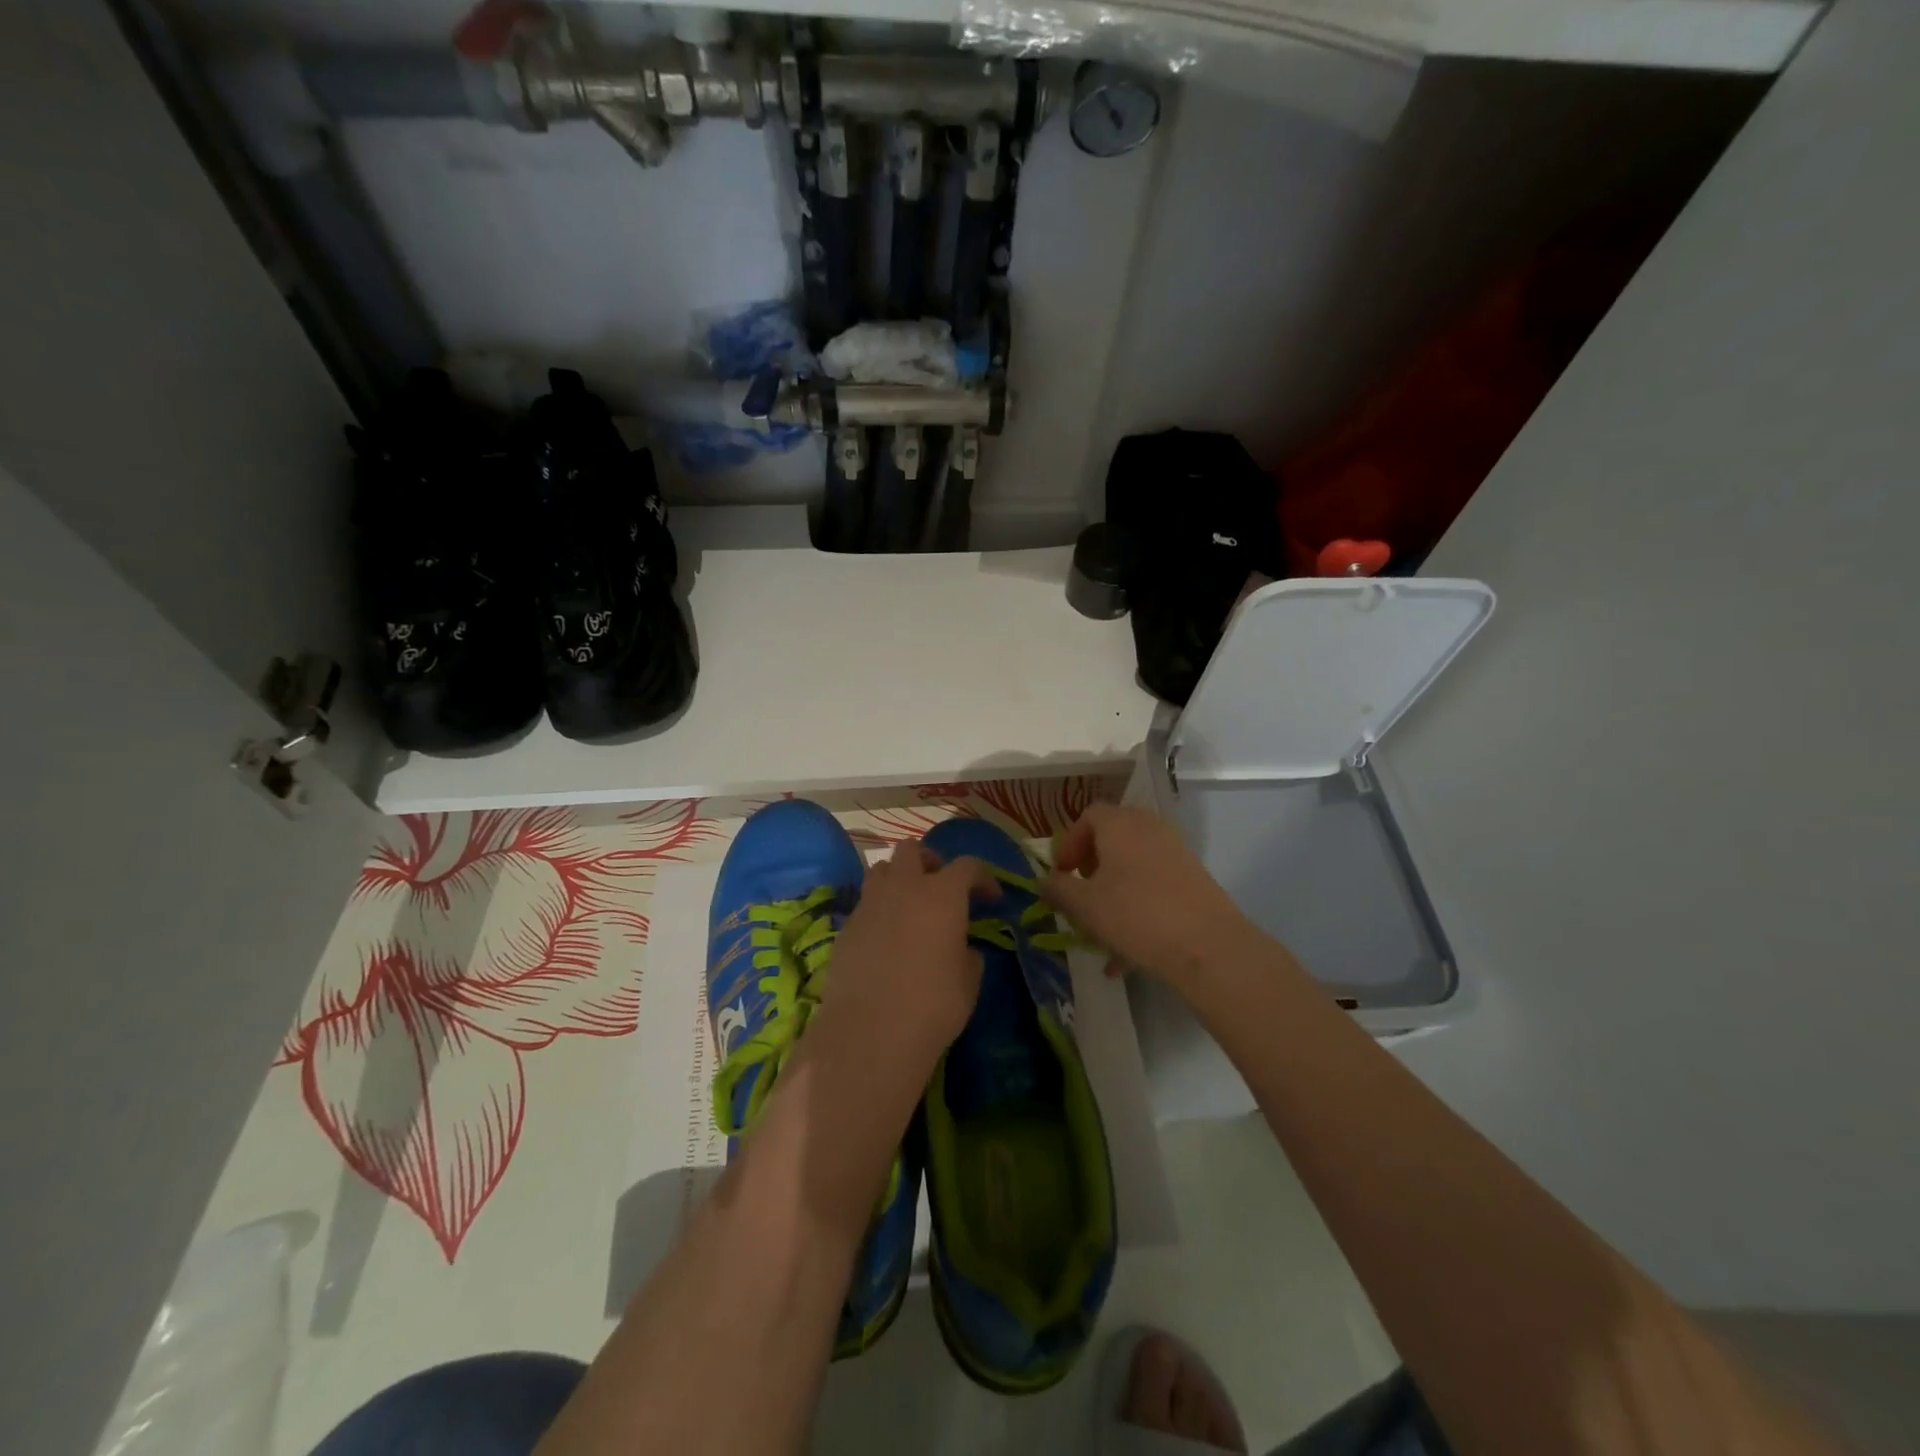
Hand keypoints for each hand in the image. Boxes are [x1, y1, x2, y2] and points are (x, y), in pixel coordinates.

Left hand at [817, 845, 997, 1070]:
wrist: (870, 1033)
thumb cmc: (933, 1005)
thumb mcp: (969, 981)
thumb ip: (968, 954)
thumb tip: (962, 948)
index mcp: (942, 894)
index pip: (967, 866)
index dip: (983, 877)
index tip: (991, 898)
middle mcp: (903, 887)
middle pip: (912, 849)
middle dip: (929, 861)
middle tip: (940, 887)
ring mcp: (869, 904)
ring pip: (881, 869)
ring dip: (898, 878)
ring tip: (908, 905)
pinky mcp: (846, 926)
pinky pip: (865, 903)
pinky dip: (878, 909)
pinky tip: (885, 938)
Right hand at [1041, 803, 1259, 994]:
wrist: (1207, 945)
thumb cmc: (1135, 915)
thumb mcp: (1084, 905)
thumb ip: (1058, 889)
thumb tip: (1044, 881)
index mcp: (1120, 824)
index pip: (1089, 815)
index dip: (1070, 842)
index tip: (1062, 873)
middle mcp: (1150, 828)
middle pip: (1113, 838)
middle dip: (1092, 868)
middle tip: (1081, 897)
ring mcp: (1176, 852)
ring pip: (1134, 867)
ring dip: (1113, 894)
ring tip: (1101, 934)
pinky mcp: (1194, 879)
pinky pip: (1155, 887)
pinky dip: (1137, 910)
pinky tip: (1126, 956)